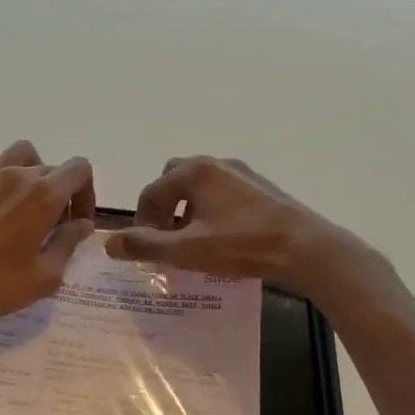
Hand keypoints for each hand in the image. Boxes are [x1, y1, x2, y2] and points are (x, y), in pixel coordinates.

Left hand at [0, 141, 95, 334]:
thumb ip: (68, 244)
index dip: (86, 194)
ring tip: (24, 202)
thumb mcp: (44, 277)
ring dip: (31, 172)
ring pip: (21, 154)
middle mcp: (16, 174)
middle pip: (51, 168)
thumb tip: (81, 224)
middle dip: (60, 193)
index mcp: (43, 196)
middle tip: (51, 227)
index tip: (77, 223)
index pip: (80, 170)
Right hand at [105, 155, 382, 304]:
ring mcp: (242, 173)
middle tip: (166, 238)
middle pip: (175, 179)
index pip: (152, 192)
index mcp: (195, 172)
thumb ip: (146, 245)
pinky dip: (211, 210)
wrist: (305, 247)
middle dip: (164, 206)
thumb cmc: (242, 245)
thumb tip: (109, 244)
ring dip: (188, 209)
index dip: (142, 221)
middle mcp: (217, 163)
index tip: (146, 249)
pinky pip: (223, 193)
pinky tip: (222, 238)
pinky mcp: (261, 188)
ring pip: (201, 186)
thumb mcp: (187, 250)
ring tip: (192, 241)